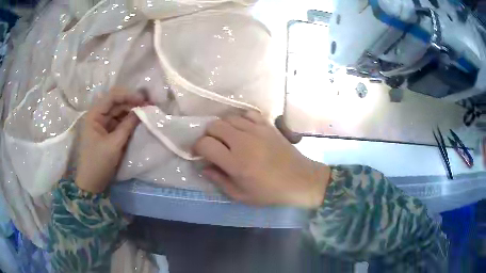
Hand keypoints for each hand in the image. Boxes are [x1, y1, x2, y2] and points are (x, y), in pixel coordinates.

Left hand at [75, 88, 147, 192]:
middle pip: (116, 103)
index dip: (128, 95)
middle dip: (132, 103)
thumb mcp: (114, 145)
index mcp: (94, 115)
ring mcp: (102, 124)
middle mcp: (97, 116)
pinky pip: (118, 122)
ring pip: (118, 112)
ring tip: (146, 112)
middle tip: (149, 105)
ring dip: (131, 111)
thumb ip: (127, 126)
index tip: (144, 100)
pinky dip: (128, 121)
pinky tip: (138, 121)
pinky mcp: (107, 133)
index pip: (112, 97)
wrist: (91, 184)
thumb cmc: (98, 163)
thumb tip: (142, 111)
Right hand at [194, 112, 331, 207]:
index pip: (205, 143)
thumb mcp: (241, 195)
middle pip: (214, 125)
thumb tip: (203, 167)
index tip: (199, 153)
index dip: (197, 147)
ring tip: (227, 138)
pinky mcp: (267, 125)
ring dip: (223, 127)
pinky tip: (243, 130)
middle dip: (208, 135)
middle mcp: (243, 142)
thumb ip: (219, 180)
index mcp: (235, 162)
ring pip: (228, 117)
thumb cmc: (270, 192)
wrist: (300, 180)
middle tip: (213, 146)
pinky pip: (247, 113)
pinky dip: (240, 119)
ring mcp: (257, 130)